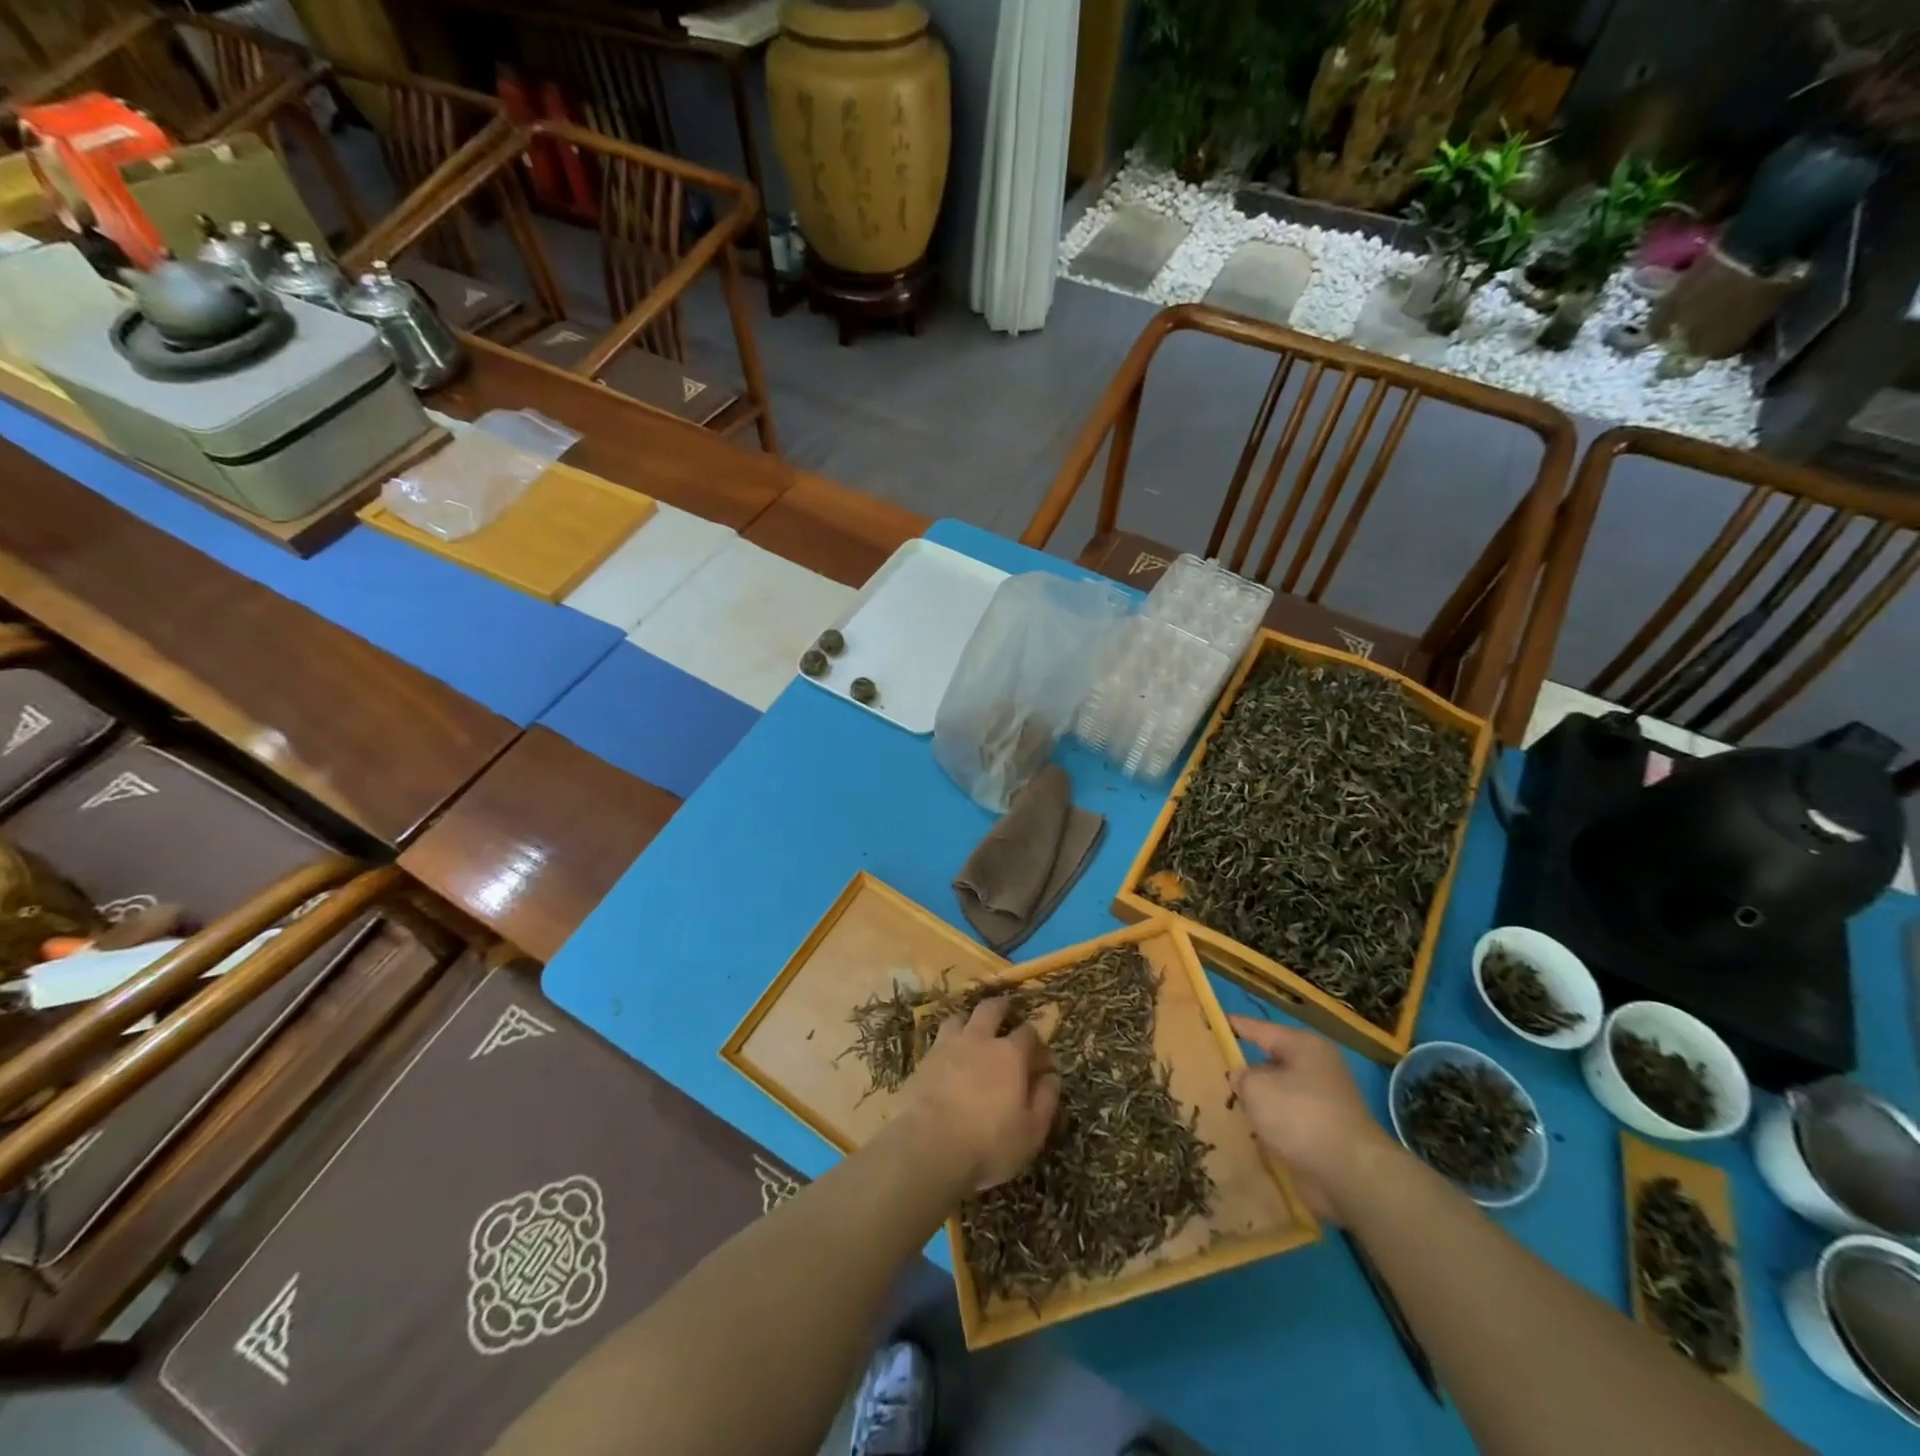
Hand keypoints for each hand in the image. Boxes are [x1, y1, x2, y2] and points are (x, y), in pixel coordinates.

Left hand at [902, 998, 1060, 1190]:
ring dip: (969, 1020)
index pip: (1028, 1032)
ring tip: (972, 1028)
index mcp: (1010, 1054)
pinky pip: (937, 1041)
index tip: (1040, 1054)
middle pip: (991, 1009)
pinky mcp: (922, 1060)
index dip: (1036, 1040)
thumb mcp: (1031, 1131)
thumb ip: (1045, 1100)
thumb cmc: (988, 1143)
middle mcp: (979, 1040)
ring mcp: (947, 1046)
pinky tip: (947, 1056)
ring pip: (959, 1018)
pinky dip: (946, 1043)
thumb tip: (1052, 1077)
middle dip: (1002, 1007)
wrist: (927, 1145)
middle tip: (1007, 1008)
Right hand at [1229, 1016, 1398, 1221]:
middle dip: (1244, 1070)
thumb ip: (1240, 1077)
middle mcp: (1317, 1069)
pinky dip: (1270, 1126)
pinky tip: (1248, 1134)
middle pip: (1270, 1062)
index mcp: (1303, 1046)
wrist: (1352, 1175)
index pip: (1259, 1028)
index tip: (1210, 1021)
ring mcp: (1323, 1102)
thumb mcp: (1256, 1088)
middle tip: (1211, 1072)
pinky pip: (1287, 1121)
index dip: (1233, 1025)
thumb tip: (1241, 1078)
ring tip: (1224, 1105)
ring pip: (1278, 1094)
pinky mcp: (1324, 1133)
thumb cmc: (1301, 1117)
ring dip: (1256, 1102)